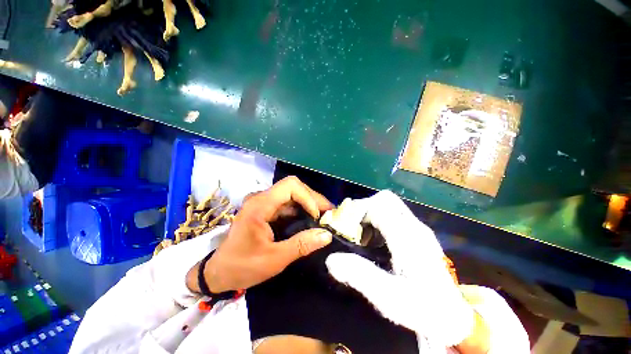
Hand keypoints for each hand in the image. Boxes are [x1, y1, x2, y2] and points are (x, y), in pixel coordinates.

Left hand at [189, 176, 333, 293]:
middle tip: (329, 213)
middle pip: (293, 187)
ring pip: (292, 194)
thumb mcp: (274, 259)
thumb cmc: (242, 266)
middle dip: (313, 199)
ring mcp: (263, 202)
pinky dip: (302, 209)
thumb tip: (327, 235)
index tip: (317, 216)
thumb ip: (301, 245)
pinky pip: (288, 203)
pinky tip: (310, 219)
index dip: (308, 197)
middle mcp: (261, 198)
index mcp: (260, 205)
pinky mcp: (266, 209)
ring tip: (324, 216)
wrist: (220, 272)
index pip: (290, 186)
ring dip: (309, 203)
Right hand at [325, 191, 475, 347]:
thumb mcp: (389, 298)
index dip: (358, 210)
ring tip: (362, 237)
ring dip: (370, 214)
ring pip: (388, 205)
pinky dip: (378, 220)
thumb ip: (360, 276)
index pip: (379, 205)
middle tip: (354, 229)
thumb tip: (331, 260)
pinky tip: (375, 241)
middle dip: (365, 208)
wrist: (454, 317)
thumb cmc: (424, 309)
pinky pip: (393, 215)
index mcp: (408, 236)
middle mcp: (414, 226)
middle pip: (385, 199)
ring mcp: (418, 228)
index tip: (346, 227)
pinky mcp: (418, 234)